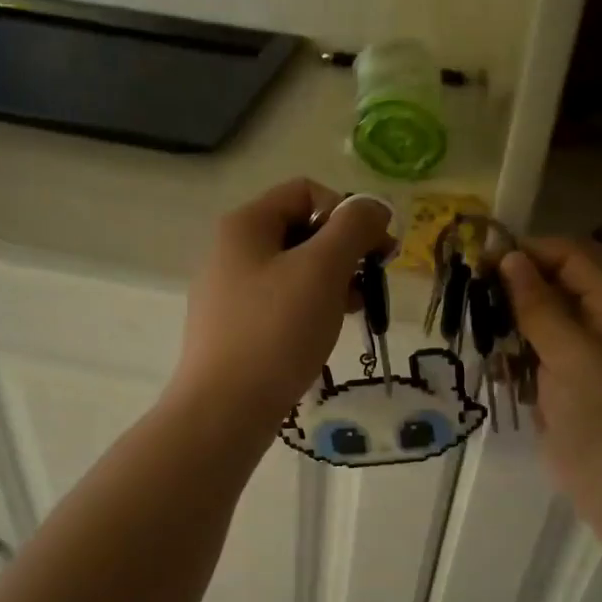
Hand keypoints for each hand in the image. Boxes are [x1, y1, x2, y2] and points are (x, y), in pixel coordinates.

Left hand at [171, 179, 394, 430]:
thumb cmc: (277, 331)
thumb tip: (374, 206)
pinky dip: (309, 308)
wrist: (225, 409)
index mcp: (246, 225)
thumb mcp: (323, 269)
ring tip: (354, 310)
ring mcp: (229, 292)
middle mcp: (231, 251)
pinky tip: (325, 332)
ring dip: (331, 281)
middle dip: (344, 250)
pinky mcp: (234, 328)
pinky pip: (280, 303)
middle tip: (370, 282)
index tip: (377, 250)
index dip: (348, 212)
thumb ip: (353, 228)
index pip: (307, 192)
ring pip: (293, 270)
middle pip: (301, 230)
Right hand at [499, 238, 601, 536]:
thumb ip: (538, 305)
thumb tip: (510, 258)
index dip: (529, 253)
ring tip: (475, 331)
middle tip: (469, 295)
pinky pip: (530, 363)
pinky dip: (510, 360)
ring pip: (535, 327)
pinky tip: (492, 368)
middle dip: (511, 289)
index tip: (484, 260)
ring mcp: (576, 362)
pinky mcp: (558, 392)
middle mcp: (594, 328)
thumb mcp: (570, 351)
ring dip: (506, 326)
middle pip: (549, 290)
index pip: (569, 259)